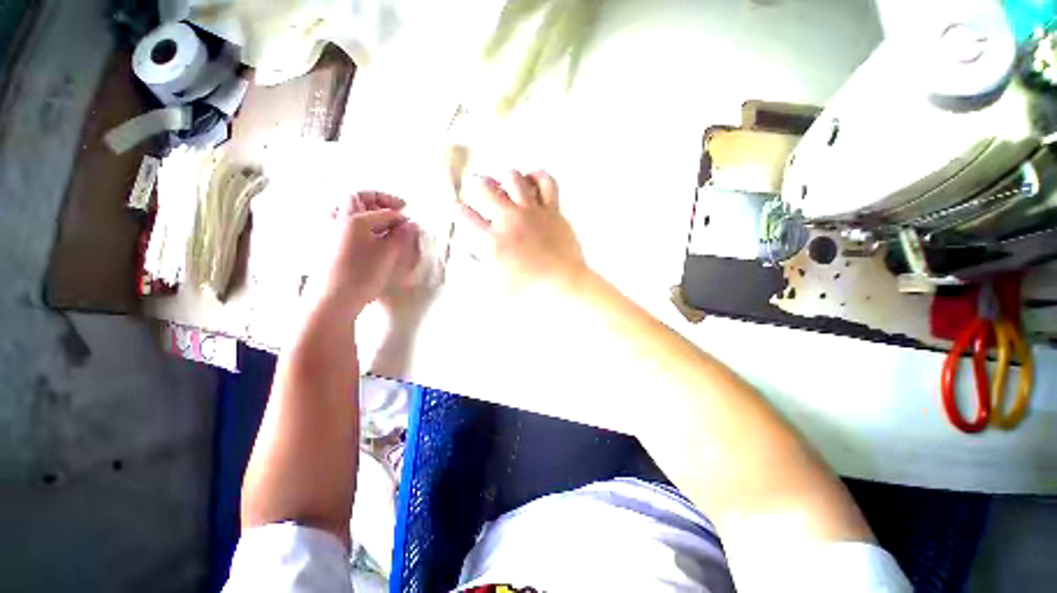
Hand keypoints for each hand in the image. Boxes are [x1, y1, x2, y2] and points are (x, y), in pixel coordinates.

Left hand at [316, 192, 418, 316]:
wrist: (332, 299)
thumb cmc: (362, 274)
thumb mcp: (387, 254)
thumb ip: (401, 236)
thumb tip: (411, 224)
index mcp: (354, 218)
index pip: (383, 211)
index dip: (399, 215)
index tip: (410, 224)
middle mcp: (337, 219)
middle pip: (356, 198)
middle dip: (378, 201)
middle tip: (396, 209)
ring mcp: (328, 230)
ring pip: (346, 210)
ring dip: (365, 211)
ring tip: (382, 222)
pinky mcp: (325, 244)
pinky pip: (341, 223)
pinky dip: (357, 223)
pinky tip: (368, 236)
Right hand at [460, 170, 586, 293]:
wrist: (562, 285)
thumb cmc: (529, 290)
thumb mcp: (495, 285)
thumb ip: (479, 266)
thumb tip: (469, 251)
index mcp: (492, 241)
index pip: (465, 216)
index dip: (460, 211)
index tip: (462, 211)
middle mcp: (509, 220)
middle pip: (485, 188)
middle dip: (477, 186)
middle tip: (479, 191)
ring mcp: (531, 212)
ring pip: (513, 178)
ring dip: (504, 177)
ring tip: (503, 182)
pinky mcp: (552, 210)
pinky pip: (546, 182)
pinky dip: (537, 176)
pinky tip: (531, 180)